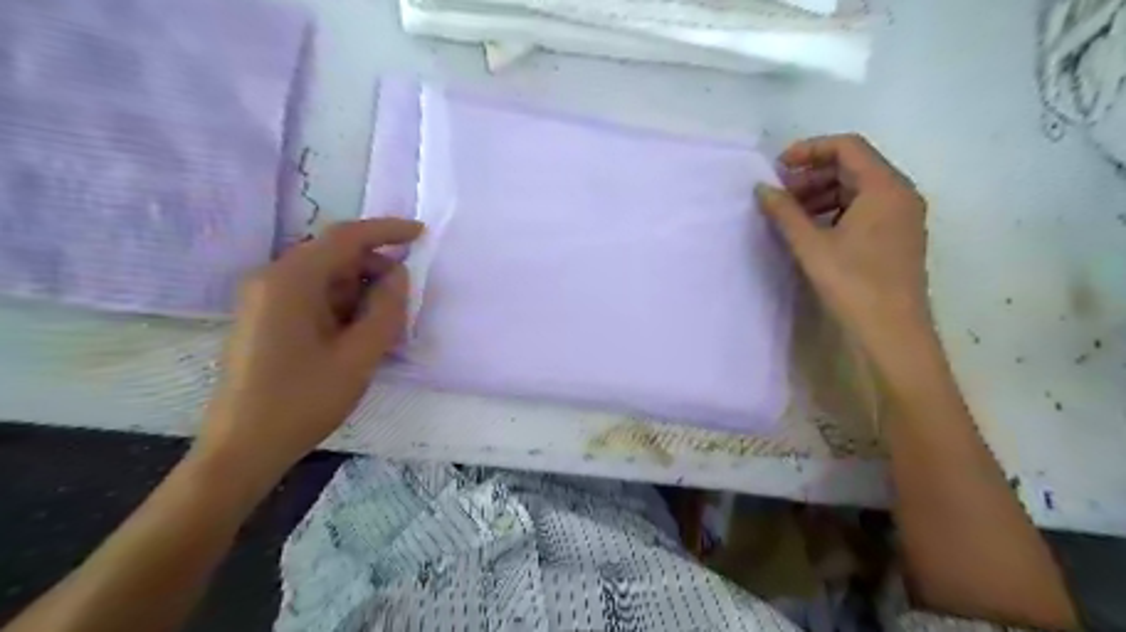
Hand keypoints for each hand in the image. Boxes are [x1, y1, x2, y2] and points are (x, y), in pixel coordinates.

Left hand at [192, 217, 421, 482]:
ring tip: (387, 324)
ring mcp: (266, 299)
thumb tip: (398, 275)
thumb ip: (386, 309)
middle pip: (335, 256)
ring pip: (327, 278)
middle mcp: (273, 279)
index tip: (421, 234)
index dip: (387, 231)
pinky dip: (344, 306)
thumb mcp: (359, 355)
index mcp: (291, 280)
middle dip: (376, 270)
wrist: (243, 447)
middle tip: (406, 300)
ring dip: (362, 291)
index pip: (346, 237)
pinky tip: (360, 333)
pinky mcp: (267, 318)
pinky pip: (314, 297)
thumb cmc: (303, 400)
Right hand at [755, 131, 933, 358]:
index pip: (847, 147)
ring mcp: (902, 216)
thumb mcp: (811, 245)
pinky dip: (836, 211)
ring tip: (791, 213)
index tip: (778, 167)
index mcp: (885, 187)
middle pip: (854, 166)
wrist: (892, 332)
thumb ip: (784, 212)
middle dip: (813, 175)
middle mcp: (900, 194)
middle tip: (780, 194)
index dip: (809, 150)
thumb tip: (762, 189)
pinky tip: (813, 229)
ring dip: (822, 194)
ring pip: (858, 189)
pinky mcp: (897, 237)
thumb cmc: (853, 284)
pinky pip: (865, 209)